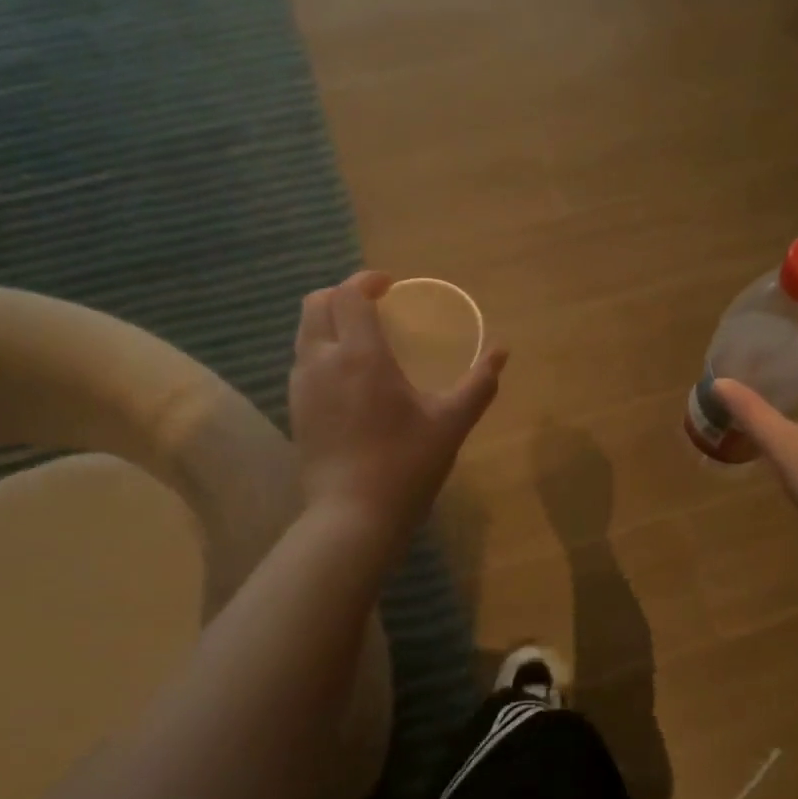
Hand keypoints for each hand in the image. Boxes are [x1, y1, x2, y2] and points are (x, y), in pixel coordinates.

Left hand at [288, 271, 506, 535]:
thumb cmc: (406, 466)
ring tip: (360, 339)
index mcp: (361, 356)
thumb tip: (502, 352)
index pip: (349, 295)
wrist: (353, 518)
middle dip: (342, 294)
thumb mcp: (451, 424)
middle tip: (372, 306)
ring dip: (329, 322)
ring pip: (304, 333)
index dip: (367, 281)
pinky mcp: (295, 410)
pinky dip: (321, 350)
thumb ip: (479, 384)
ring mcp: (302, 387)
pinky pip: (303, 362)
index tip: (390, 287)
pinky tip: (347, 378)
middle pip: (316, 305)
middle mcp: (322, 362)